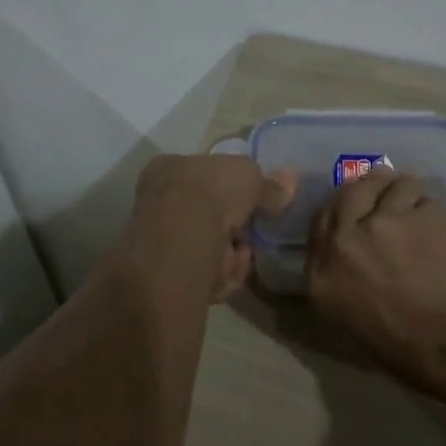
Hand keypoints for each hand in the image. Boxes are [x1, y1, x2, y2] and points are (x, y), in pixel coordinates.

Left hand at [129, 154, 293, 302]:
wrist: (182, 242)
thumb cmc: (211, 191)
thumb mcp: (249, 174)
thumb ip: (268, 183)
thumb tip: (288, 181)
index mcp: (168, 168)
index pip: (203, 176)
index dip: (231, 190)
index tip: (252, 201)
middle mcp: (157, 203)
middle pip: (208, 215)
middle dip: (235, 227)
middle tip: (251, 230)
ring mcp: (159, 242)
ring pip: (210, 248)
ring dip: (232, 254)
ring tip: (240, 254)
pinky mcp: (167, 278)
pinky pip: (206, 276)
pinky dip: (222, 275)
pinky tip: (226, 271)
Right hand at [305, 169, 445, 402]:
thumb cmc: (411, 351)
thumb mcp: (354, 321)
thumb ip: (343, 278)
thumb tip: (353, 252)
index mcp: (321, 276)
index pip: (320, 222)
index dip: (340, 209)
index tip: (356, 208)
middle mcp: (343, 242)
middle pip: (349, 193)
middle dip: (367, 189)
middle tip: (384, 192)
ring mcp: (381, 223)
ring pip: (389, 185)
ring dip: (403, 192)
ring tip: (418, 208)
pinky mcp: (418, 214)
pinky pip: (421, 197)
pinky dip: (430, 207)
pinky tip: (440, 224)